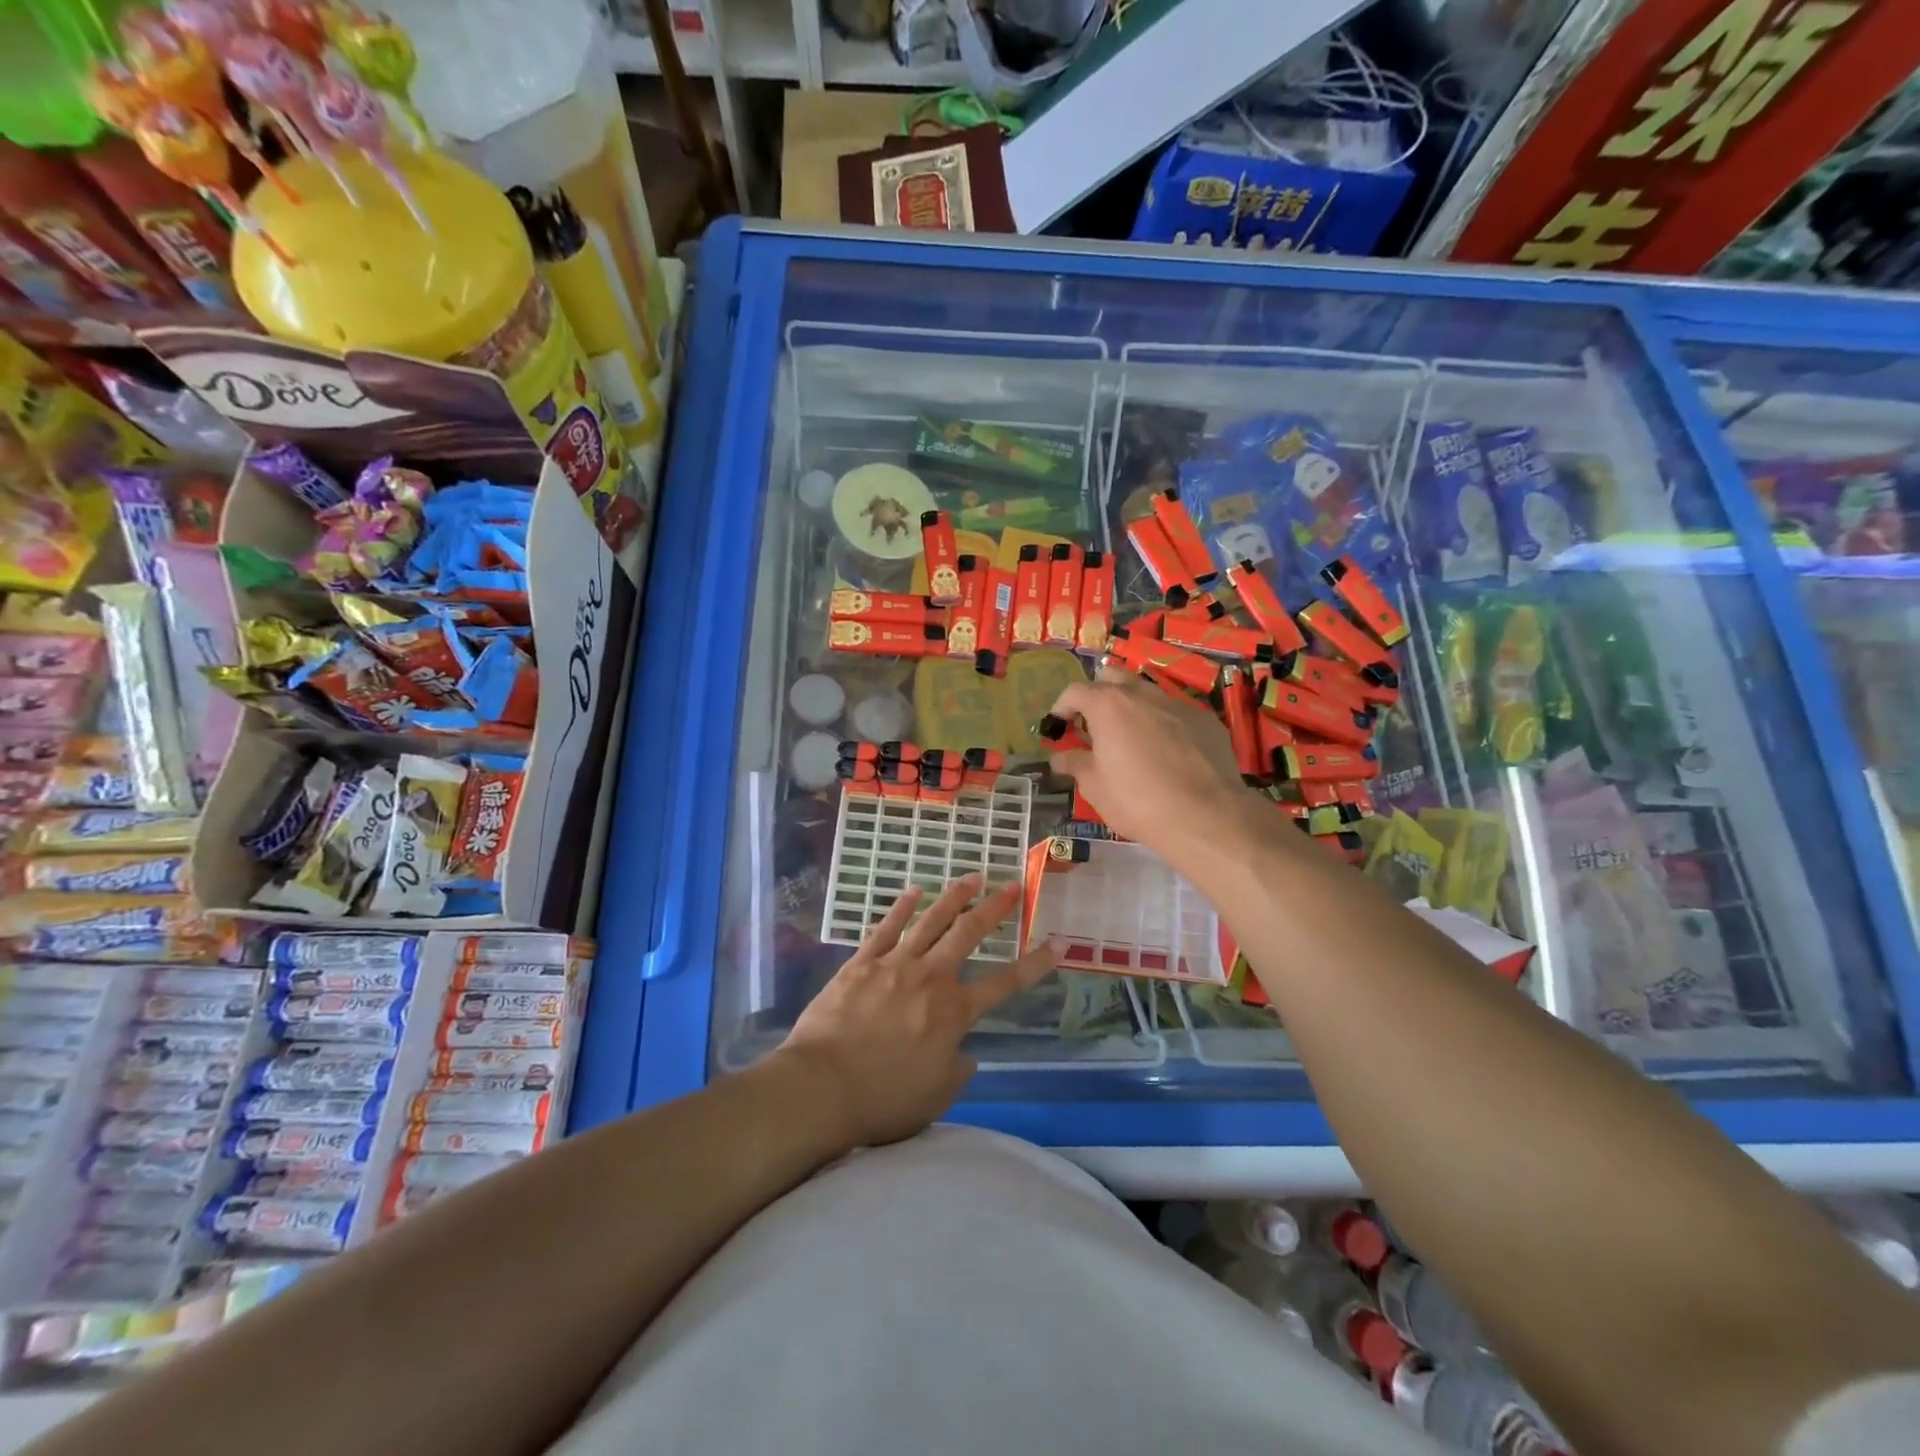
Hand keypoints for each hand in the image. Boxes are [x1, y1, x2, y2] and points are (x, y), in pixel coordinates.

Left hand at [781, 875, 1053, 1147]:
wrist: (822, 1086)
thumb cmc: (883, 1099)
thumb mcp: (935, 1096)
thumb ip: (956, 1071)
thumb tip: (966, 1055)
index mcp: (954, 1012)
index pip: (1005, 983)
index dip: (1034, 964)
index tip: (1056, 944)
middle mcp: (931, 978)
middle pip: (968, 934)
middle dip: (993, 908)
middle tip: (1012, 886)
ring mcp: (894, 964)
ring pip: (930, 921)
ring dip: (953, 897)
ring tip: (972, 877)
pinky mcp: (861, 963)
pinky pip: (886, 928)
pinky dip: (901, 907)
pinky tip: (913, 891)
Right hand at [1048, 668, 1255, 862]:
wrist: (1205, 816)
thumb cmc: (1137, 801)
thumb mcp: (1095, 787)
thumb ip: (1076, 764)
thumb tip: (1060, 757)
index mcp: (1108, 705)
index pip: (1075, 691)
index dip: (1062, 706)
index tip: (1058, 725)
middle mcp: (1143, 694)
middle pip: (1113, 678)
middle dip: (1099, 694)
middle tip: (1094, 723)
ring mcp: (1178, 704)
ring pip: (1148, 692)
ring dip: (1133, 707)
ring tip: (1130, 737)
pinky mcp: (1206, 720)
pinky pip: (1176, 713)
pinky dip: (1163, 723)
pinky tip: (1167, 752)